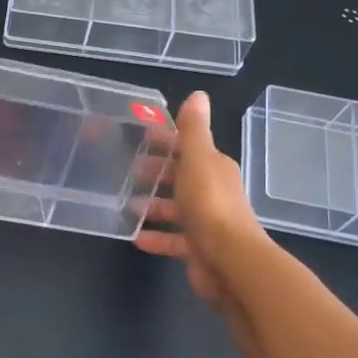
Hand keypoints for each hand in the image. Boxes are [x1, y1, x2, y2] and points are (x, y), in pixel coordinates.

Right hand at [134, 91, 265, 307]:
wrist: (230, 262)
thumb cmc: (210, 204)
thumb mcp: (198, 159)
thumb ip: (194, 130)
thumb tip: (198, 95)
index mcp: (214, 168)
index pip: (188, 147)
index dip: (166, 140)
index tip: (141, 136)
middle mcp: (213, 192)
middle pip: (181, 177)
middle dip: (157, 172)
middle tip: (127, 171)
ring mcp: (207, 222)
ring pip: (176, 209)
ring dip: (153, 206)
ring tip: (127, 205)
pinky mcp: (198, 249)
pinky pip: (173, 240)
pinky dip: (156, 238)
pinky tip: (135, 237)